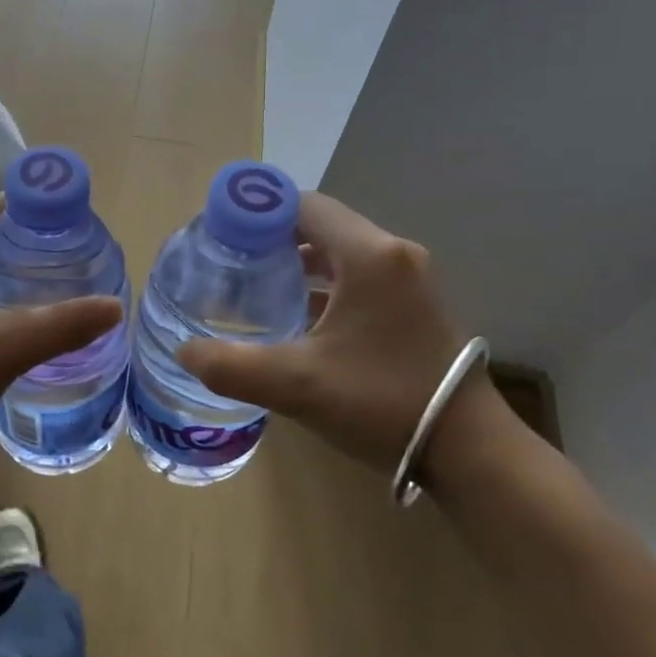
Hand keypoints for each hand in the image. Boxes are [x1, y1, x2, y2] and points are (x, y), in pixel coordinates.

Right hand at [176, 191, 488, 476]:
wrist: (470, 451)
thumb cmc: (383, 402)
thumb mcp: (298, 385)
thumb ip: (232, 367)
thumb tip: (185, 351)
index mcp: (369, 255)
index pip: (304, 205)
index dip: (258, 213)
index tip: (222, 234)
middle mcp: (393, 255)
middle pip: (322, 225)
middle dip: (273, 238)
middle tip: (231, 262)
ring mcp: (409, 281)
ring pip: (341, 253)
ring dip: (299, 263)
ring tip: (255, 285)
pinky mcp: (413, 307)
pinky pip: (359, 278)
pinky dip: (324, 285)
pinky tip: (297, 316)